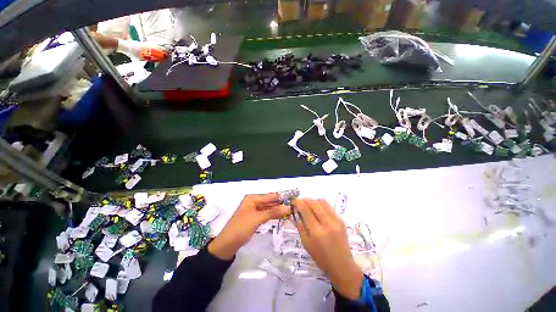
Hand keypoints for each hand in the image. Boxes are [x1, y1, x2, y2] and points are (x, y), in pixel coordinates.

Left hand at [208, 193, 289, 259]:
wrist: (227, 244)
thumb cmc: (241, 228)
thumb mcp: (257, 219)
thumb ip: (273, 212)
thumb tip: (288, 207)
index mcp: (252, 198)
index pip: (270, 196)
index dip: (281, 198)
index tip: (293, 200)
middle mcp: (253, 201)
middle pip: (269, 201)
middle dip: (280, 204)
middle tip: (293, 207)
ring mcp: (254, 210)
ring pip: (268, 208)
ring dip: (278, 210)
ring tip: (290, 212)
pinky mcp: (254, 217)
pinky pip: (266, 214)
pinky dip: (273, 215)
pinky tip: (281, 216)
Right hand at [292, 198, 362, 299]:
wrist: (342, 265)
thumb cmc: (321, 257)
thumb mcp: (306, 243)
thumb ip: (300, 226)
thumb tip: (296, 212)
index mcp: (317, 232)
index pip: (305, 210)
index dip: (298, 202)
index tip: (293, 201)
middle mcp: (327, 223)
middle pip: (314, 203)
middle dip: (305, 200)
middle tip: (300, 203)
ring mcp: (336, 220)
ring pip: (322, 202)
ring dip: (313, 201)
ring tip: (308, 206)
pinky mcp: (341, 219)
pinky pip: (328, 206)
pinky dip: (320, 205)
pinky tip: (317, 210)